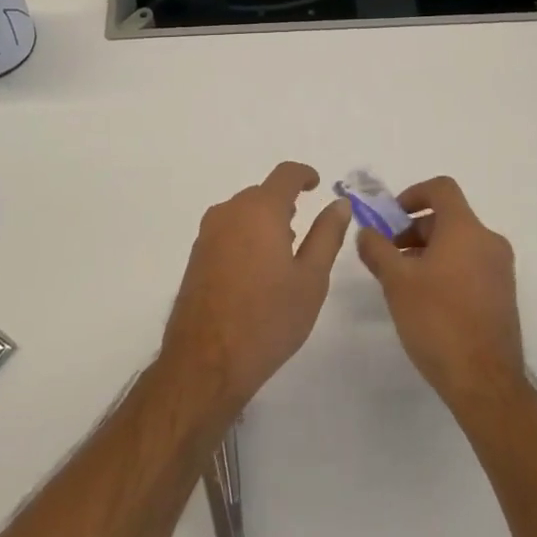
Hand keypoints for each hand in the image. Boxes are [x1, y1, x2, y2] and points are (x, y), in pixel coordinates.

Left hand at [159, 163, 349, 425]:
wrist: (206, 362)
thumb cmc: (268, 319)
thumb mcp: (311, 278)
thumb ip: (327, 235)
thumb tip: (339, 203)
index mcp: (260, 210)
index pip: (285, 174)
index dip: (304, 174)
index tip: (317, 184)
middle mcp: (229, 212)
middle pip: (263, 194)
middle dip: (286, 205)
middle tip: (307, 233)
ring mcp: (208, 234)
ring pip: (244, 213)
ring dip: (265, 223)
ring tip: (286, 255)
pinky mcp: (197, 256)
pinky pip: (228, 232)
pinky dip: (247, 238)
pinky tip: (258, 273)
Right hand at [356, 176, 525, 417]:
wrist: (485, 381)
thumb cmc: (438, 321)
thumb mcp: (396, 282)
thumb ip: (377, 250)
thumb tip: (367, 232)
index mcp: (466, 229)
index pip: (442, 188)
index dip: (413, 193)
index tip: (391, 217)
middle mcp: (488, 242)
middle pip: (448, 218)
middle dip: (413, 230)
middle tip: (388, 255)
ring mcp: (500, 270)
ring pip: (459, 244)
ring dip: (428, 251)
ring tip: (402, 281)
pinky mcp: (502, 295)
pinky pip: (470, 265)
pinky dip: (446, 268)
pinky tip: (426, 300)